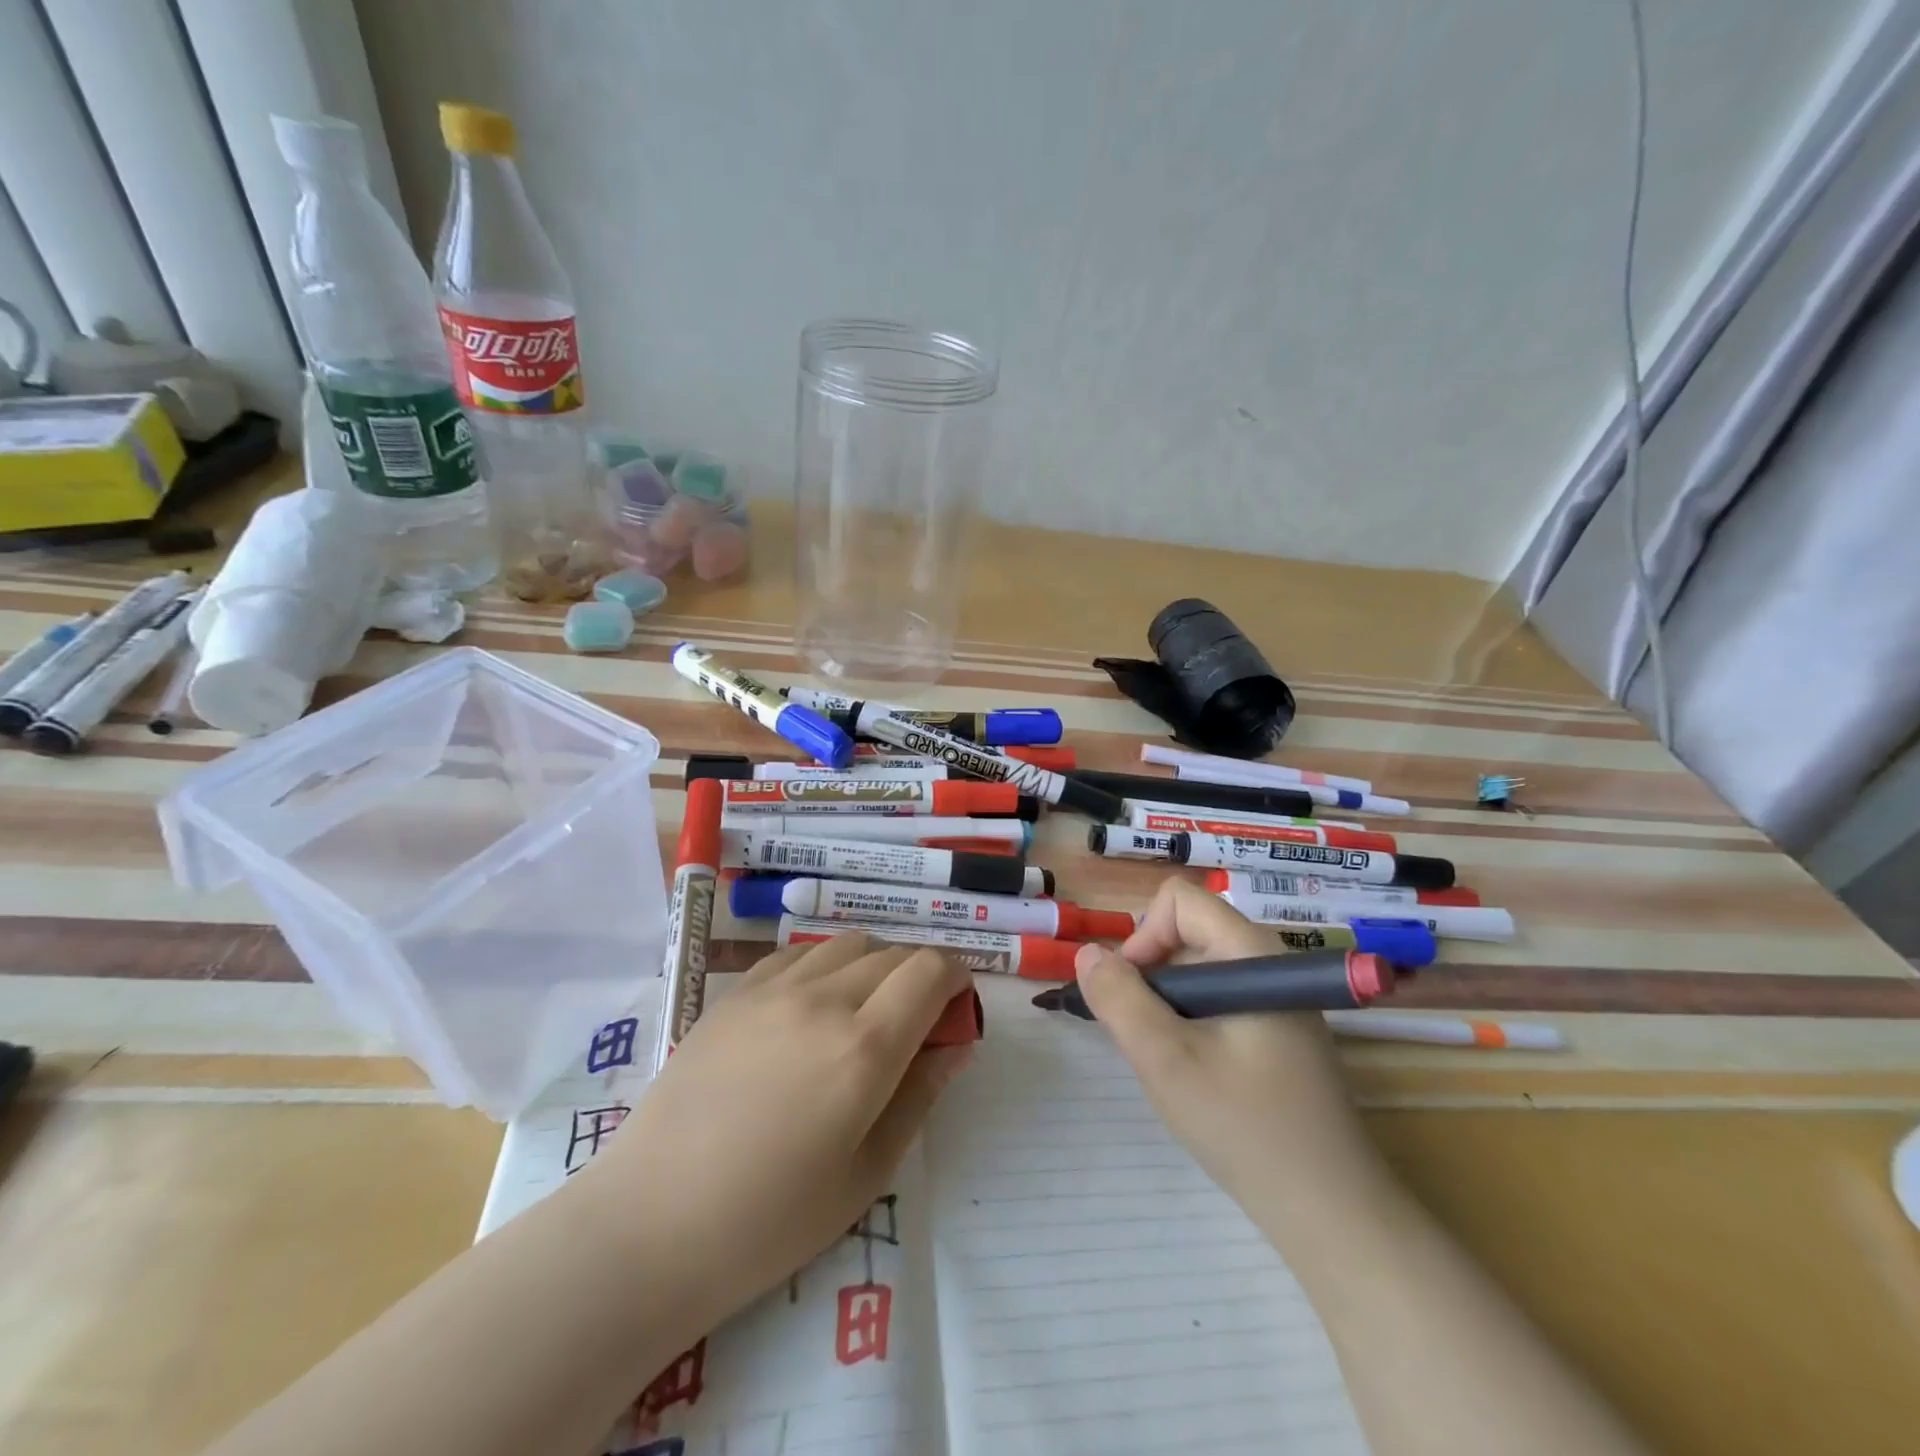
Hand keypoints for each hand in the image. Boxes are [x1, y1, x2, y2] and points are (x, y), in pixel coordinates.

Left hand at [587, 934, 972, 1328]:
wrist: (653, 1222)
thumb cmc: (771, 1220)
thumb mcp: (867, 1173)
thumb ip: (920, 1095)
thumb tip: (957, 1043)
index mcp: (864, 1046)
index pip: (930, 970)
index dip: (956, 977)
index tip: (956, 1006)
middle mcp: (823, 999)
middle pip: (893, 952)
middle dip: (919, 975)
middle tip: (915, 1021)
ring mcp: (772, 989)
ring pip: (847, 944)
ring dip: (873, 965)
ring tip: (862, 1011)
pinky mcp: (734, 994)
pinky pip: (797, 954)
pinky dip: (824, 965)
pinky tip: (810, 1006)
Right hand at [1074, 879, 1381, 1236]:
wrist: (1334, 1214)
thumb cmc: (1245, 1128)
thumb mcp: (1165, 1061)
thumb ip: (1119, 999)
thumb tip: (1087, 953)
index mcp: (1251, 954)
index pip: (1180, 900)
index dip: (1144, 936)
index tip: (1133, 994)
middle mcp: (1271, 964)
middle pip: (1189, 933)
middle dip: (1152, 976)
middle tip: (1145, 1037)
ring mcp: (1281, 1000)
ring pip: (1201, 970)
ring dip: (1169, 1004)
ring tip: (1170, 1061)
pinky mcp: (1282, 1031)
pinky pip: (1221, 1000)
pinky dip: (1193, 1022)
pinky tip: (1197, 1074)